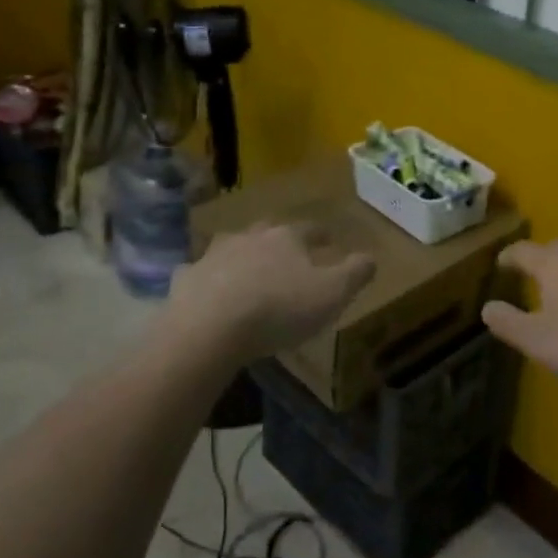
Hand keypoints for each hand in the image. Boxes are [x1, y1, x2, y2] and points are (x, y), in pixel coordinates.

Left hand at [165, 222, 375, 364]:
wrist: (208, 329)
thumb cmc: (278, 309)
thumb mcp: (332, 294)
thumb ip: (355, 273)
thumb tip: (371, 256)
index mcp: (286, 237)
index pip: (310, 229)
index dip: (323, 235)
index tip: (330, 240)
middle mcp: (249, 236)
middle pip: (269, 232)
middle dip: (280, 240)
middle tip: (290, 254)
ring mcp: (213, 255)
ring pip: (233, 247)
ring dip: (243, 255)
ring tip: (251, 272)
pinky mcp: (187, 279)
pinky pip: (201, 274)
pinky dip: (208, 279)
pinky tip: (210, 291)